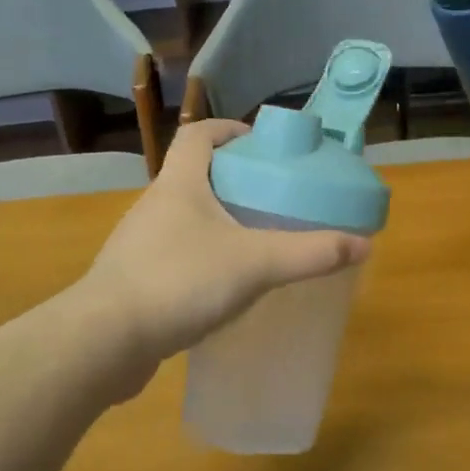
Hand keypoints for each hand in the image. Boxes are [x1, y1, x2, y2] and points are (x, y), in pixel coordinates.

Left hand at [80, 119, 370, 395]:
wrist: (106, 341)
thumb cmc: (180, 282)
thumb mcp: (256, 264)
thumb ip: (310, 253)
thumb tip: (363, 244)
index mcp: (179, 184)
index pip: (198, 135)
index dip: (228, 130)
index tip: (260, 143)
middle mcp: (154, 205)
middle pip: (193, 175)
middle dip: (232, 179)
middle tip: (272, 197)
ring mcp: (139, 244)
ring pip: (184, 219)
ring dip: (217, 221)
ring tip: (255, 240)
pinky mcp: (135, 280)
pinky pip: (175, 255)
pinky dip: (202, 258)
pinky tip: (225, 285)